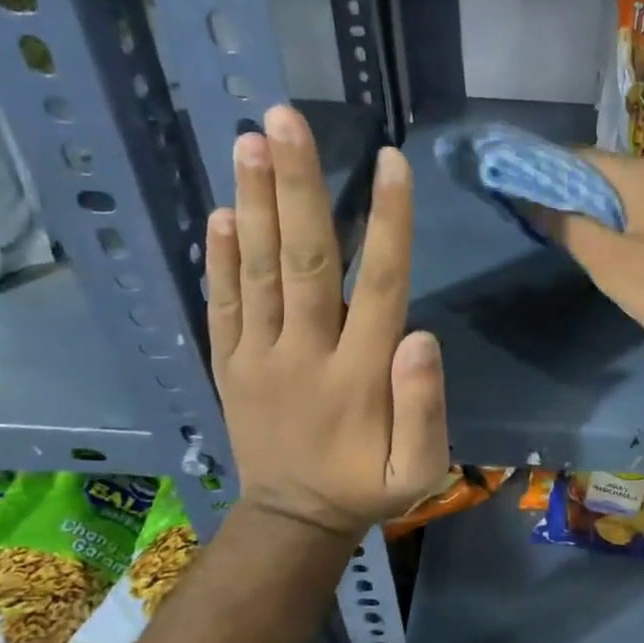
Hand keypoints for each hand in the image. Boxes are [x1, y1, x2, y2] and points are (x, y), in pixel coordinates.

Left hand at [204, 105, 449, 540]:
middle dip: (298, 187)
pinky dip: (218, 258)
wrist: (292, 522)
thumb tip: (420, 335)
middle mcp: (304, 354)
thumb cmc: (367, 487)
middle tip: (285, 120)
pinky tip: (222, 211)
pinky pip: (220, 305)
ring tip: (249, 141)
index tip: (391, 160)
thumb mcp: (419, 470)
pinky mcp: (228, 364)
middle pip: (303, 261)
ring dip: (254, 203)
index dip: (387, 222)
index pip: (378, 285)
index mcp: (358, 376)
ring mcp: (257, 357)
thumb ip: (425, 408)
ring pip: (256, 271)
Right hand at [536, 149, 643, 363]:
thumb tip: (534, 202)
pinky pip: (641, 212)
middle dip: (562, 191)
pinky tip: (604, 247)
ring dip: (589, 209)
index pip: (576, 156)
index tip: (511, 191)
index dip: (540, 170)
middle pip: (599, 172)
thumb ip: (570, 228)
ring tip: (559, 234)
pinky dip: (615, 222)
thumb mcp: (612, 263)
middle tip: (531, 219)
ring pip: (620, 194)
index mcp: (638, 175)